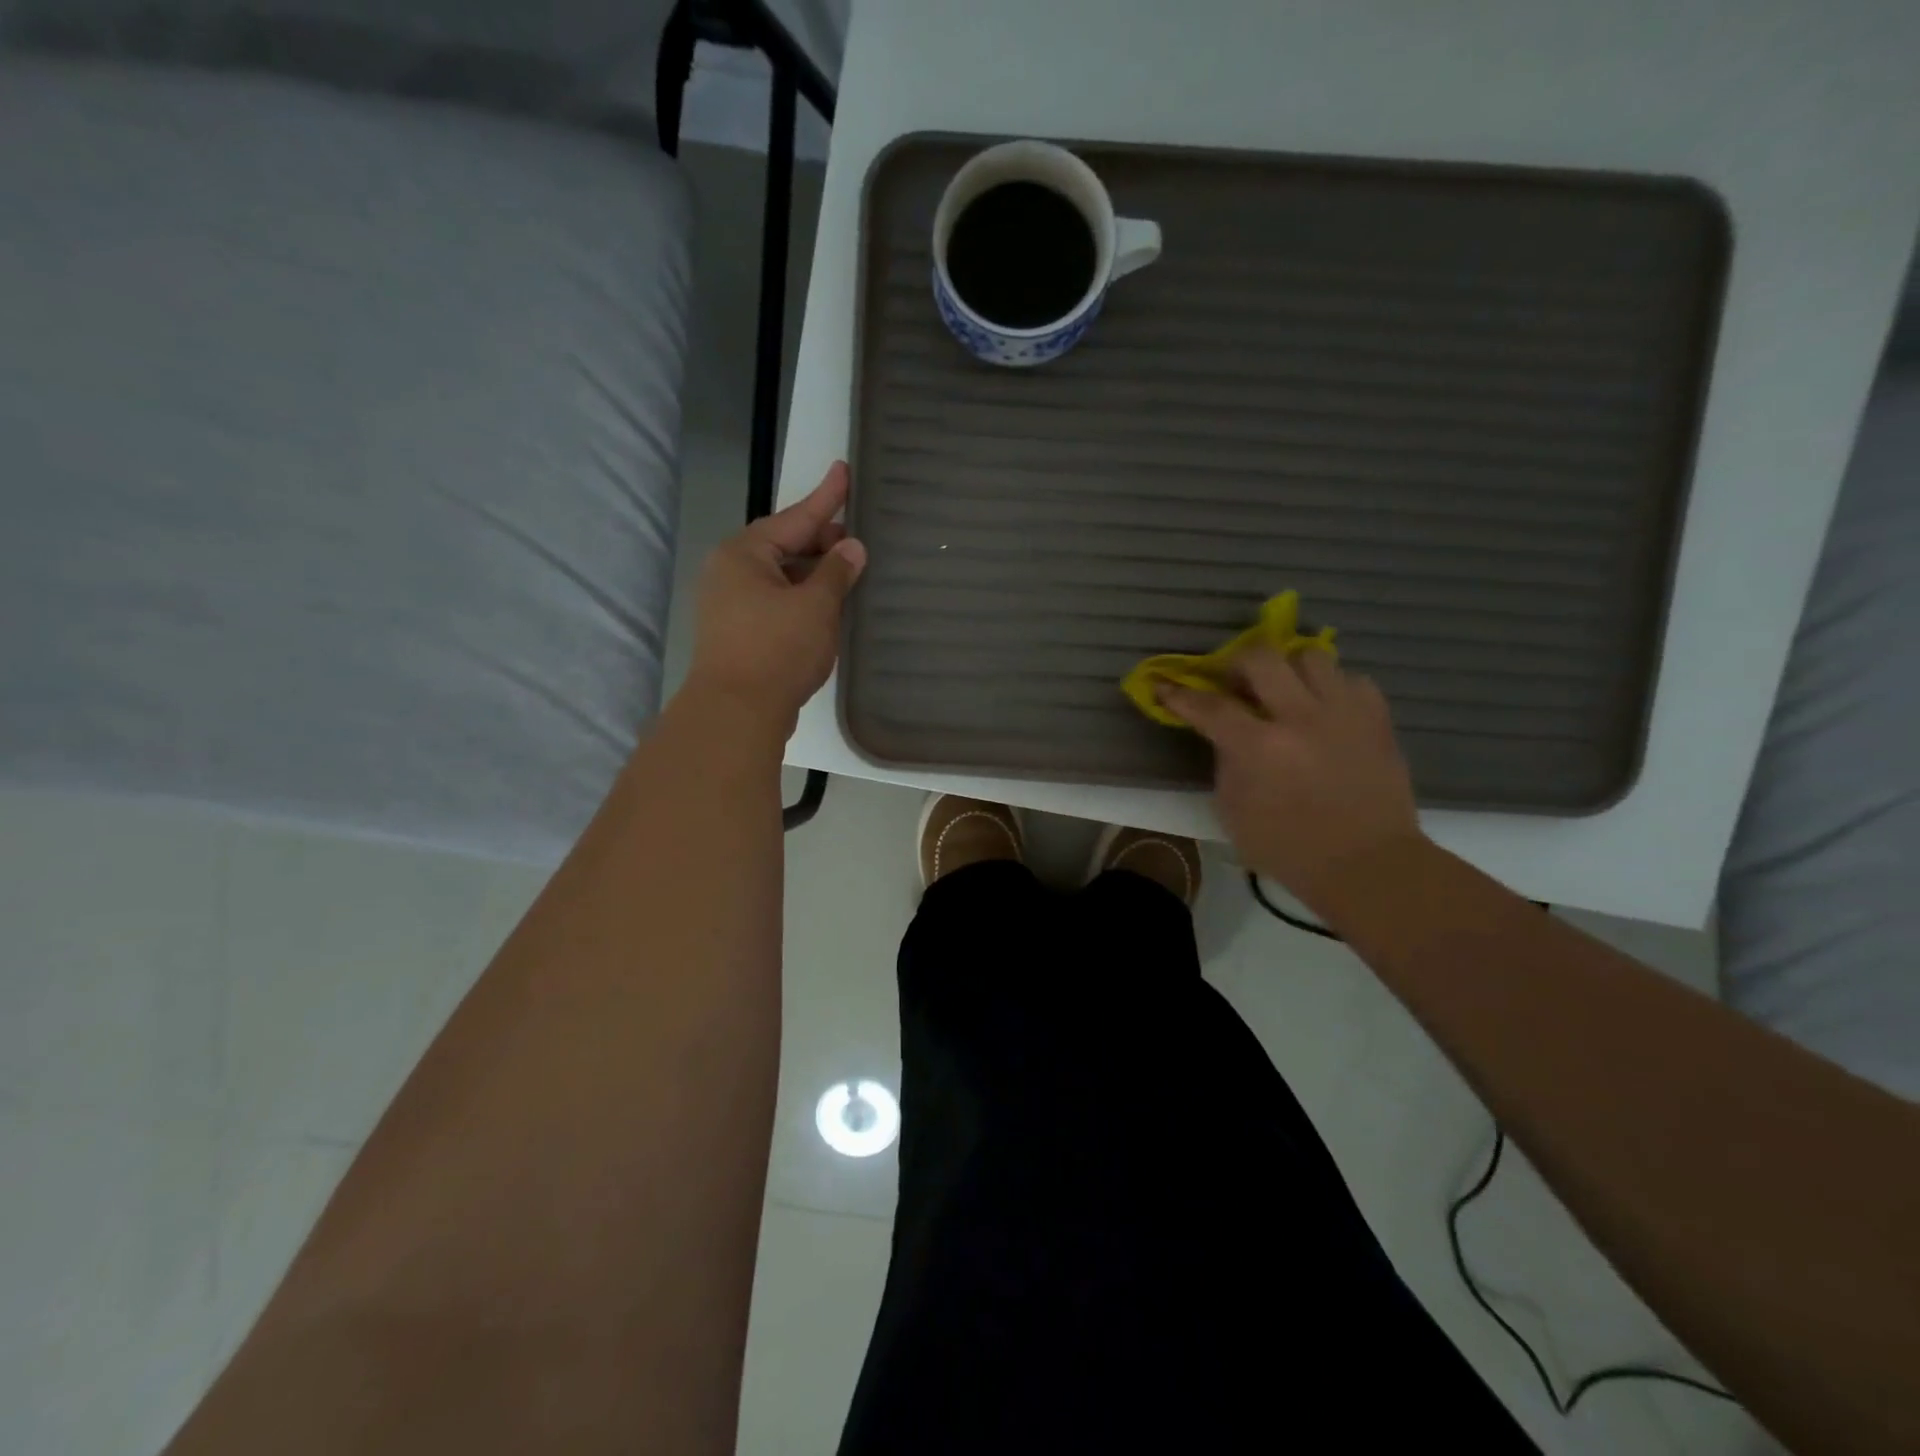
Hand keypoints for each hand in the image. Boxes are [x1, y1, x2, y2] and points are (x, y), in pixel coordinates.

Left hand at [687, 462, 866, 724]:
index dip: (825, 497)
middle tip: (858, 541)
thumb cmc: (777, 649)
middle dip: (821, 542)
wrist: (737, 712)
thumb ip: (836, 572)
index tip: (844, 469)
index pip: (794, 517)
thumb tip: (852, 548)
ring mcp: (730, 605)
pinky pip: (776, 603)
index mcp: (744, 553)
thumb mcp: (816, 606)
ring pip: (781, 577)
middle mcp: (730, 572)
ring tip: (850, 574)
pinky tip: (828, 608)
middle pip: (784, 546)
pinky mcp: (738, 633)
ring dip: (814, 575)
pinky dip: (803, 600)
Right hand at [1159, 649, 1421, 917]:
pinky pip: (1351, 679)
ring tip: (1285, 690)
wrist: (1366, 864)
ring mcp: (1343, 713)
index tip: (1164, 686)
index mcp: (1259, 747)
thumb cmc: (1287, 847)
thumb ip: (1226, 762)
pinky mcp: (1377, 718)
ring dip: (1288, 669)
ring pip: (1311, 655)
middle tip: (1234, 682)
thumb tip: (1227, 734)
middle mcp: (1300, 718)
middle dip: (1237, 663)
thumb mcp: (1233, 810)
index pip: (1209, 706)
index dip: (1180, 694)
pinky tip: (1324, 709)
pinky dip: (1332, 688)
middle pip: (1261, 657)